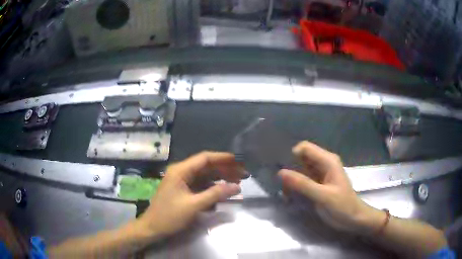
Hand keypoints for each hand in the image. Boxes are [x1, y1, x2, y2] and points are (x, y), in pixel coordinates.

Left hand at [138, 152, 244, 238]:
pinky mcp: (183, 191)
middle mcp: (181, 172)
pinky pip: (201, 185)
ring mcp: (182, 182)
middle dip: (224, 169)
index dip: (222, 158)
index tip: (239, 161)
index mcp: (180, 171)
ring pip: (205, 176)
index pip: (204, 158)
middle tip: (242, 175)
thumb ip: (215, 194)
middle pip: (206, 166)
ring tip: (237, 182)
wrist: (152, 228)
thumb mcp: (194, 206)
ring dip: (220, 178)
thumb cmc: (170, 216)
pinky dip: (212, 187)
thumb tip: (236, 186)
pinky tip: (223, 191)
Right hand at [278, 141, 383, 233]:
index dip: (292, 155)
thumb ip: (303, 184)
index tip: (283, 171)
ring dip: (292, 179)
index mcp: (328, 161)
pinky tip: (291, 196)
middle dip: (290, 169)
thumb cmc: (342, 206)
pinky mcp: (318, 183)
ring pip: (300, 169)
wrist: (353, 218)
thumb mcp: (322, 196)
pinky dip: (296, 186)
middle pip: (301, 157)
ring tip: (286, 193)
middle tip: (283, 185)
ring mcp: (321, 173)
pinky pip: (303, 179)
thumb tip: (280, 172)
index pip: (305, 148)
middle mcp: (324, 163)